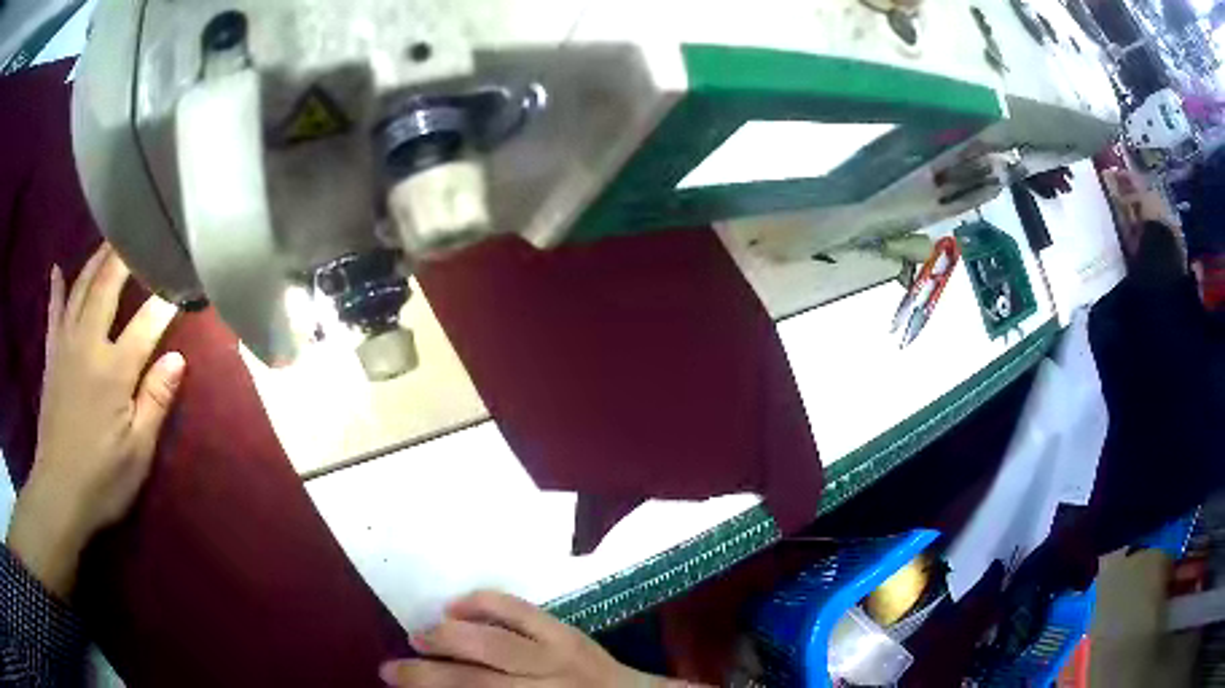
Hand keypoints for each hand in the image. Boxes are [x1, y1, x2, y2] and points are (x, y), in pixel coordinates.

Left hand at [7, 245, 183, 597]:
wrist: (58, 493)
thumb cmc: (102, 479)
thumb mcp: (137, 452)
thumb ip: (154, 401)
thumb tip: (177, 358)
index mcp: (113, 371)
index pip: (146, 323)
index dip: (166, 301)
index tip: (185, 283)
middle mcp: (88, 344)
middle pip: (107, 286)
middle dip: (126, 256)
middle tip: (142, 230)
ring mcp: (65, 345)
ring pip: (81, 288)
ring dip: (96, 260)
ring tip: (110, 238)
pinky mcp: (52, 356)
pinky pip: (54, 313)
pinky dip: (57, 289)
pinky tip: (57, 270)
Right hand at [380, 591, 674, 687]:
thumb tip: (443, 687)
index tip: (392, 681)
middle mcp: (546, 686)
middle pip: (474, 681)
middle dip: (426, 674)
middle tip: (392, 668)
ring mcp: (559, 655)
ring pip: (493, 642)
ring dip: (448, 637)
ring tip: (419, 635)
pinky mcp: (567, 630)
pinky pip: (519, 610)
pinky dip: (483, 603)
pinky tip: (458, 605)